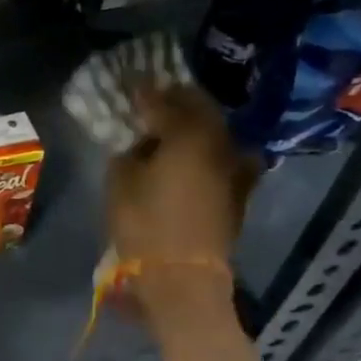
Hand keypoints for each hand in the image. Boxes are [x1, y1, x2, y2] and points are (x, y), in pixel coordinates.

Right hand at [107, 85, 257, 287]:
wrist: (184, 277)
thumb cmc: (145, 225)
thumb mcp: (121, 182)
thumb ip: (130, 151)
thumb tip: (140, 143)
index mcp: (188, 133)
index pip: (163, 101)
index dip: (144, 91)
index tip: (131, 83)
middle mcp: (219, 142)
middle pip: (199, 108)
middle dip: (176, 100)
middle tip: (155, 98)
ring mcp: (234, 166)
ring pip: (215, 130)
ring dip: (195, 123)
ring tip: (174, 125)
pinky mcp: (239, 191)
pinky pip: (223, 155)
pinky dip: (208, 149)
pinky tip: (194, 154)